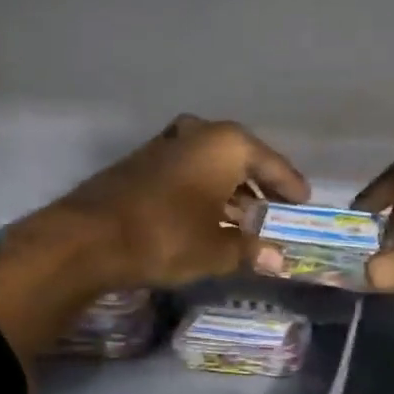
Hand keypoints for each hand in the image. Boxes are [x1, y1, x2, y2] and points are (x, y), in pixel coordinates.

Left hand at [0, 116, 308, 370]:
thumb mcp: (216, 250)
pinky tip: (206, 217)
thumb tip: (279, 261)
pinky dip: (203, 191)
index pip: (272, 164)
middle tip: (275, 210)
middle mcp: (199, 133)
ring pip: (211, 165)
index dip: (290, 185)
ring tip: (244, 220)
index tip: (304, 200)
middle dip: (258, 187)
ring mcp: (166, 144)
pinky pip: (188, 172)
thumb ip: (251, 250)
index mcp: (226, 144)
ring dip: (229, 191)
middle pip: (241, 159)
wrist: (89, 238)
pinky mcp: (142, 161)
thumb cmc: (167, 236)